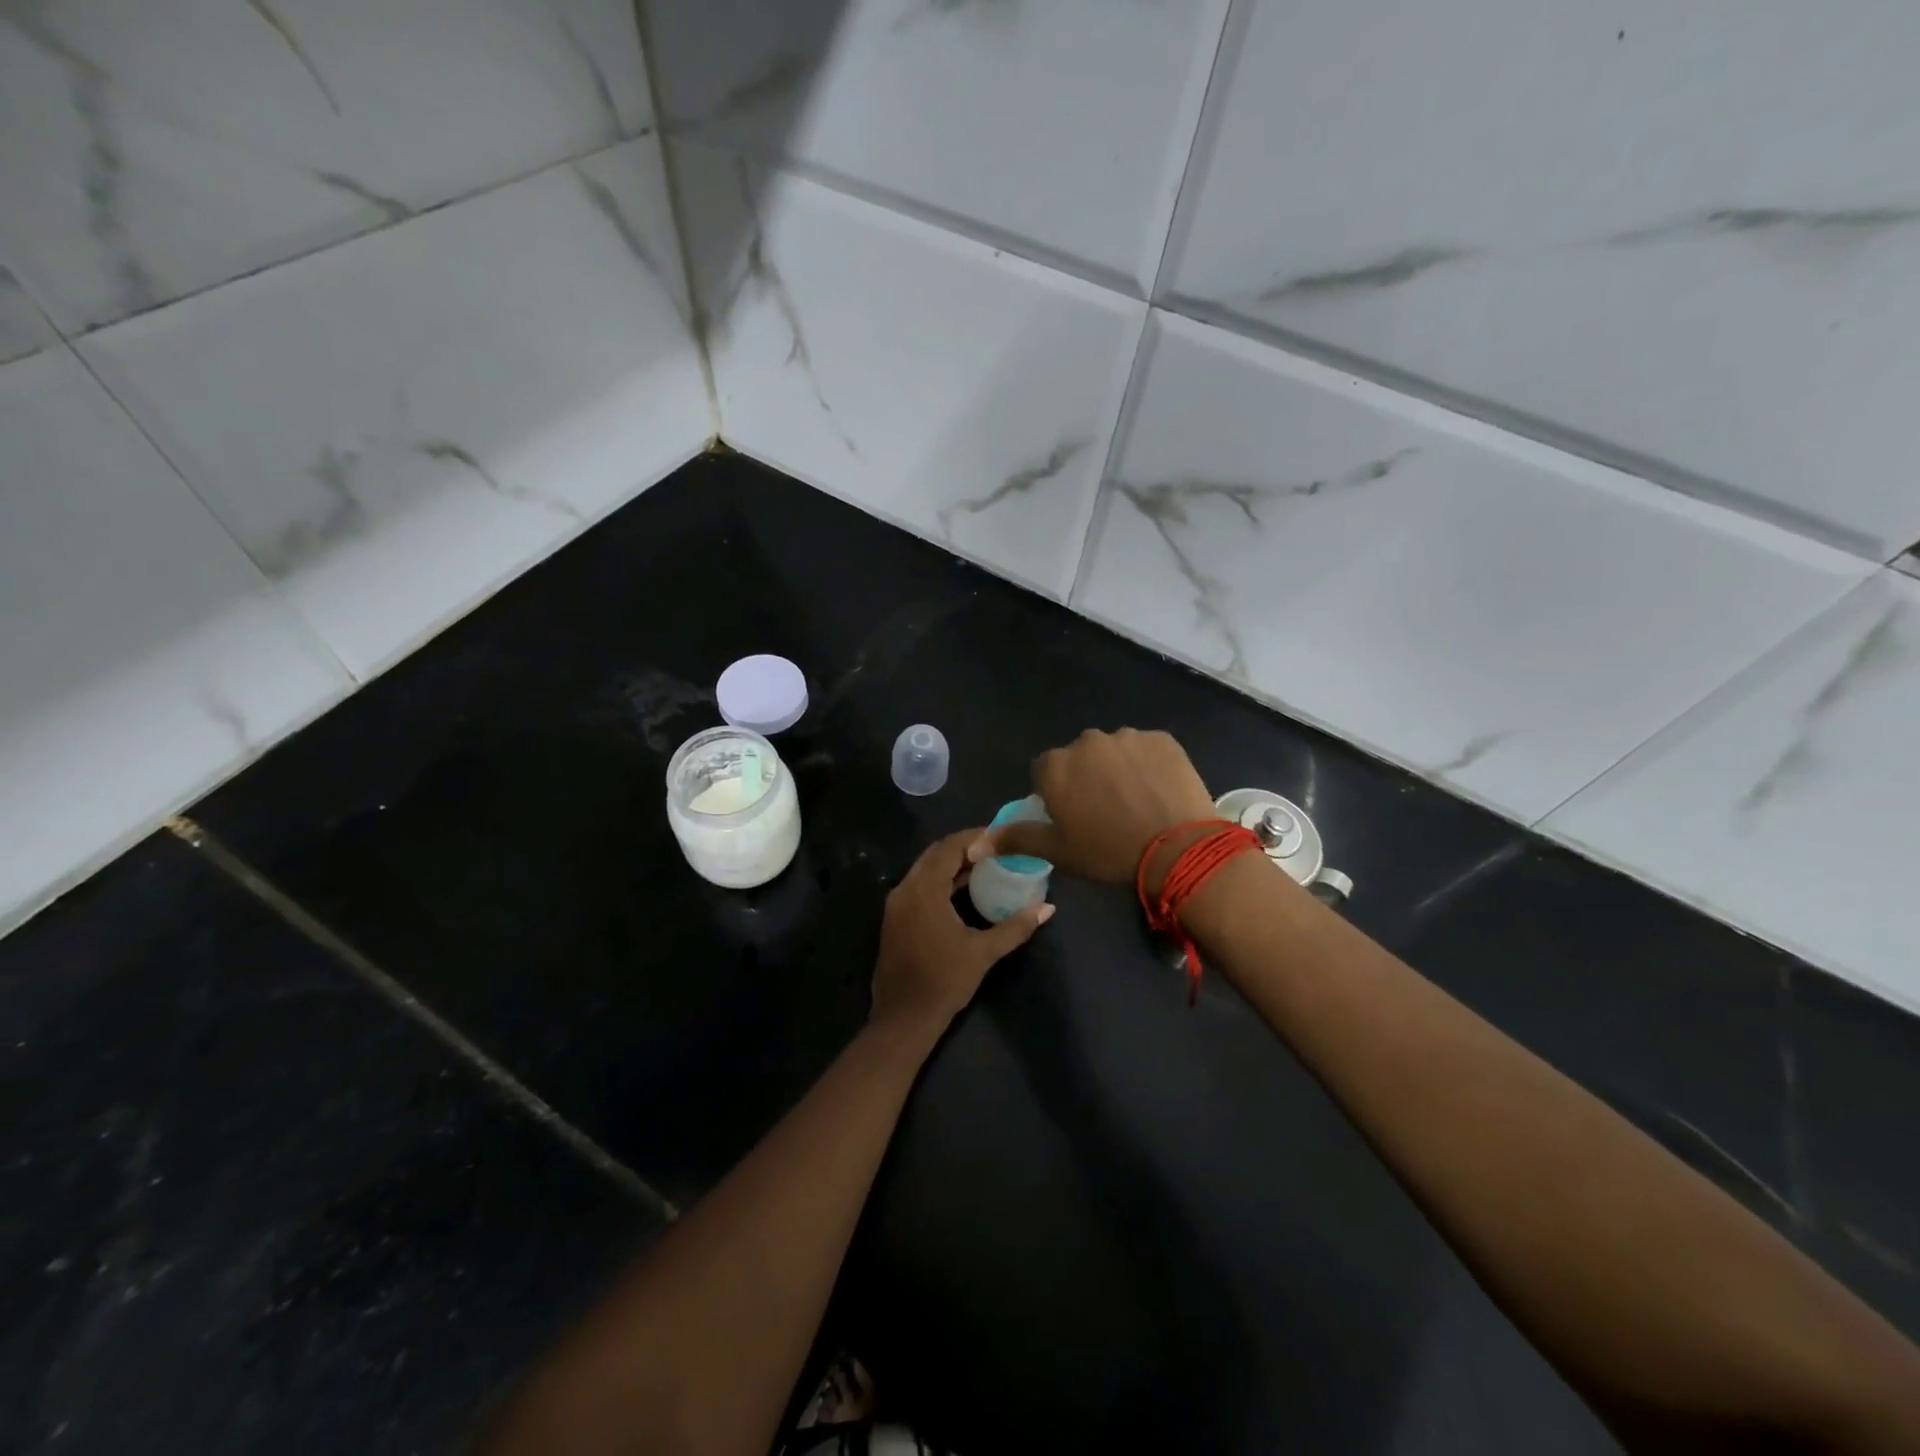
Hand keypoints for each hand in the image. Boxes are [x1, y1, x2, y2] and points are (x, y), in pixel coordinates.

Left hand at [870, 829, 1053, 1035]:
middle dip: (962, 847)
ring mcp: (895, 904)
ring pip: (924, 870)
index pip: (948, 847)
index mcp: (923, 890)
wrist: (904, 1018)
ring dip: (950, 864)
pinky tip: (961, 890)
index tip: (999, 835)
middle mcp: (904, 889)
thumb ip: (1015, 927)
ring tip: (983, 865)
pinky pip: (917, 886)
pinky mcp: (894, 919)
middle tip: (993, 848)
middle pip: (934, 854)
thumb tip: (1048, 908)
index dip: (974, 837)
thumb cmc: (944, 981)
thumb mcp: (984, 952)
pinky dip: (939, 880)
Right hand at [974, 728, 1218, 887]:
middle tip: (1107, 812)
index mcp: (1055, 766)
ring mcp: (1126, 736)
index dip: (1058, 794)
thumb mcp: (1058, 851)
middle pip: (1079, 758)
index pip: (1045, 772)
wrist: (1178, 849)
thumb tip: (976, 844)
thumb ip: (1016, 839)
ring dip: (1119, 769)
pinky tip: (1159, 791)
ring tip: (1138, 802)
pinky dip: (1149, 765)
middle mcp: (1086, 742)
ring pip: (1114, 751)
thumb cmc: (1108, 852)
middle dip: (1088, 777)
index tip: (1075, 817)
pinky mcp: (1161, 738)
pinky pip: (1147, 749)